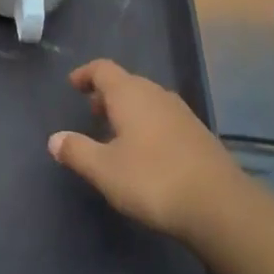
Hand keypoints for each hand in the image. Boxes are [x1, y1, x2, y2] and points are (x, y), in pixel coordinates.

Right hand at [49, 59, 243, 241]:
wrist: (219, 205)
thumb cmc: (153, 180)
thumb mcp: (105, 170)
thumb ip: (77, 151)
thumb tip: (54, 139)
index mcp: (130, 93)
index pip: (103, 68)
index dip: (86, 74)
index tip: (73, 84)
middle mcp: (155, 93)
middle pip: (126, 82)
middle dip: (106, 94)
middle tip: (91, 111)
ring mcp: (180, 112)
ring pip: (147, 99)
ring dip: (128, 109)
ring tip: (115, 132)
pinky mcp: (197, 133)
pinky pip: (163, 117)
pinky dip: (147, 123)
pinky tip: (146, 151)